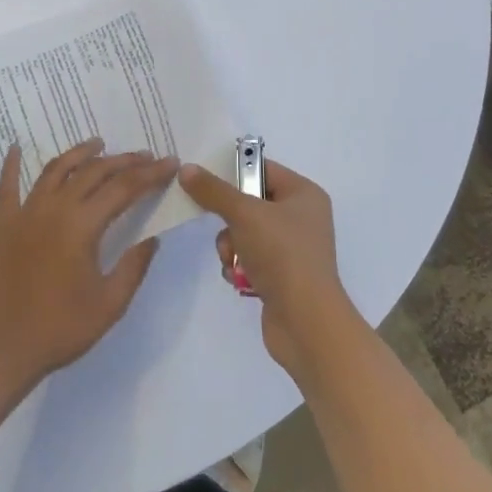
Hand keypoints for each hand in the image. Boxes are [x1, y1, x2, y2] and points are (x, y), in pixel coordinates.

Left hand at [0, 139, 177, 386]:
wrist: (3, 350)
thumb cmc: (61, 329)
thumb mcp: (110, 304)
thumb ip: (134, 266)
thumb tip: (153, 238)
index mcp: (82, 226)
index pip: (124, 188)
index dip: (150, 174)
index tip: (169, 163)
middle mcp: (53, 208)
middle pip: (93, 172)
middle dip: (123, 161)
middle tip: (145, 156)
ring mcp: (25, 213)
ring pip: (56, 170)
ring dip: (80, 153)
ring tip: (98, 143)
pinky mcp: (3, 225)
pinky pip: (7, 187)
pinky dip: (11, 165)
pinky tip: (16, 147)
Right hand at [179, 158, 355, 378]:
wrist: (305, 322)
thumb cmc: (282, 255)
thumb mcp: (244, 214)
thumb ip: (213, 191)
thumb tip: (186, 169)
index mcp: (304, 194)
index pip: (262, 168)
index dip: (234, 172)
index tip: (205, 180)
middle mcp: (302, 217)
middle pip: (249, 203)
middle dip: (229, 220)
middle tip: (225, 229)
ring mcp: (292, 249)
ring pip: (244, 233)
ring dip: (231, 247)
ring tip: (233, 261)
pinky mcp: (282, 276)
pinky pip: (249, 259)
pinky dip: (239, 267)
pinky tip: (240, 279)